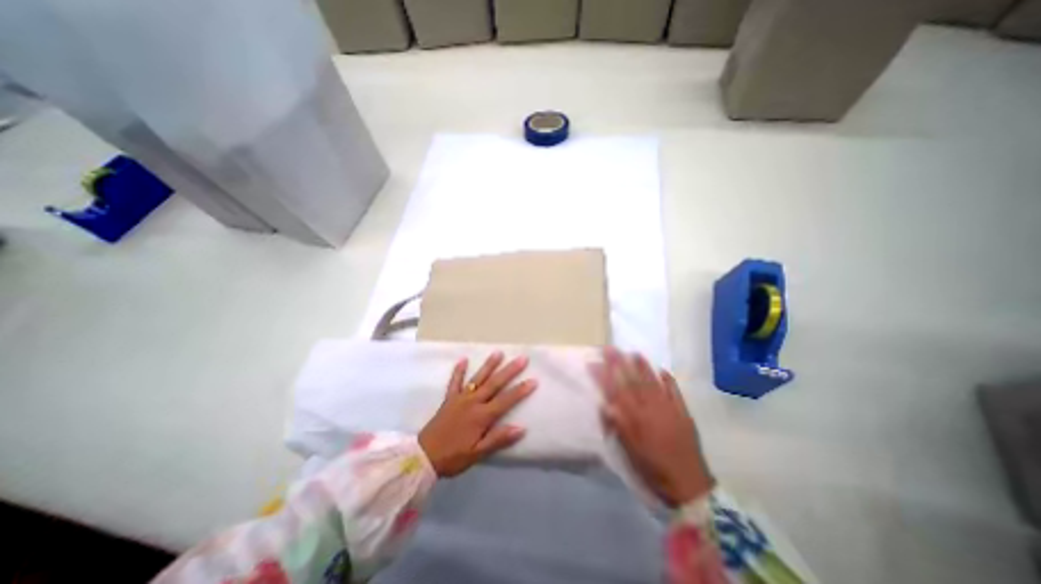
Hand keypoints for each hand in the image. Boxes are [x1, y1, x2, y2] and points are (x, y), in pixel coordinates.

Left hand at [418, 353, 541, 475]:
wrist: (423, 456)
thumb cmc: (453, 457)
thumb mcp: (477, 453)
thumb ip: (498, 439)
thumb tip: (521, 428)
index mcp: (482, 416)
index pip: (506, 400)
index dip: (520, 390)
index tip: (533, 380)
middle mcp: (473, 402)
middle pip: (495, 384)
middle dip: (510, 371)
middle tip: (522, 358)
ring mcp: (460, 398)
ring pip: (478, 378)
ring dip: (489, 365)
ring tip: (499, 352)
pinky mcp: (449, 398)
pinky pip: (455, 381)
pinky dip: (459, 370)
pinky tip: (464, 359)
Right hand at [593, 348, 716, 504]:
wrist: (688, 484)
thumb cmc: (653, 468)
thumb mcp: (630, 451)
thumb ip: (618, 426)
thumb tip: (605, 404)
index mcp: (635, 417)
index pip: (615, 390)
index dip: (603, 375)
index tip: (593, 362)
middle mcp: (650, 407)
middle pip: (632, 381)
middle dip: (620, 363)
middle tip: (611, 348)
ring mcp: (668, 407)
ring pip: (652, 382)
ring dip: (642, 366)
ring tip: (634, 353)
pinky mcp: (682, 412)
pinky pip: (674, 391)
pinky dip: (668, 379)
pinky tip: (662, 370)